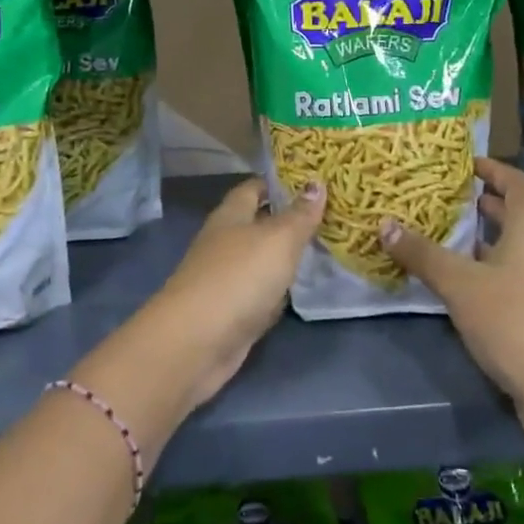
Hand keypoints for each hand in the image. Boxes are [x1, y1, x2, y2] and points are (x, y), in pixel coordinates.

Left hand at [144, 178, 324, 408]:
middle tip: (326, 215)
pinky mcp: (230, 312)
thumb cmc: (239, 277)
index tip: (310, 181)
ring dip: (284, 257)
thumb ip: (299, 214)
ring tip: (321, 249)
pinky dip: (277, 291)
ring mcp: (225, 278)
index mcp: (231, 215)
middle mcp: (224, 242)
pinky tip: (298, 291)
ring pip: (260, 260)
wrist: (197, 341)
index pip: (253, 188)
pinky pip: (260, 293)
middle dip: (287, 220)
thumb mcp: (278, 239)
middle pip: (257, 224)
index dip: (278, 183)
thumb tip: (317, 183)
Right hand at [380, 157, 523, 428]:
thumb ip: (422, 254)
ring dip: (482, 238)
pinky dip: (485, 269)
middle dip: (484, 203)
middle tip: (446, 196)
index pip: (520, 186)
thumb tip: (384, 224)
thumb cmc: (514, 322)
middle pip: (516, 216)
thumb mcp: (460, 284)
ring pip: (511, 249)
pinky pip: (509, 277)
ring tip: (444, 234)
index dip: (496, 169)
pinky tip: (458, 283)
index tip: (467, 163)